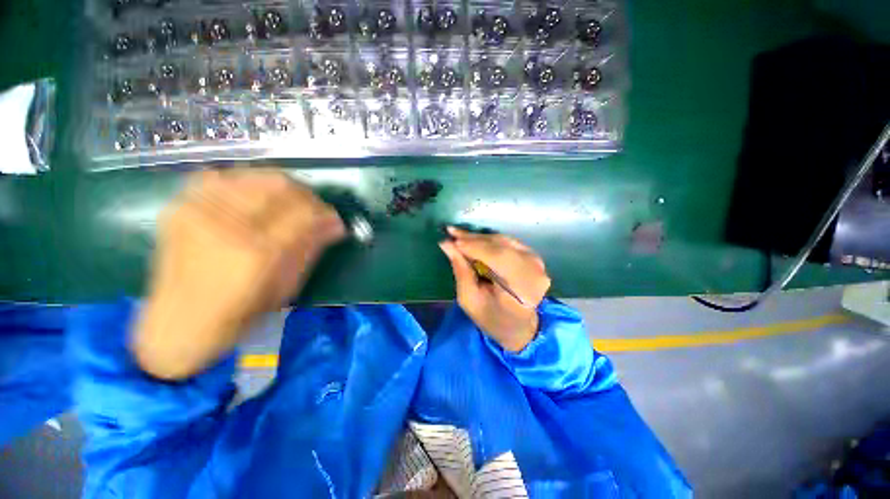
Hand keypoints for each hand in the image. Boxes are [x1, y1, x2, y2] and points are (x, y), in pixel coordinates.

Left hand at [133, 169, 344, 379]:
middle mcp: (227, 226)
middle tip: (314, 208)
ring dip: (280, 186)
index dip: (326, 212)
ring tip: (287, 201)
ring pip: (253, 176)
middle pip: (280, 186)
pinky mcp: (180, 206)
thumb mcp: (287, 287)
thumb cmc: (241, 313)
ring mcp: (199, 211)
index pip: (305, 213)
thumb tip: (335, 224)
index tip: (334, 218)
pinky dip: (245, 182)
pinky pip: (221, 176)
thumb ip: (311, 249)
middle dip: (307, 195)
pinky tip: (253, 196)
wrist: (178, 322)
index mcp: (258, 254)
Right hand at [439, 227, 550, 351]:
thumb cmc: (493, 319)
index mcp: (522, 289)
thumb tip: (447, 245)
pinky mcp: (533, 257)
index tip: (451, 240)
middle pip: (501, 246)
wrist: (520, 327)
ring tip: (459, 237)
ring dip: (480, 238)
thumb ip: (461, 271)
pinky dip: (490, 241)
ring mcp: (537, 262)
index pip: (498, 258)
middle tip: (451, 233)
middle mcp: (534, 271)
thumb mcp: (470, 300)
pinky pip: (508, 243)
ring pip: (504, 241)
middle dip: (474, 239)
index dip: (474, 246)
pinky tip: (475, 241)